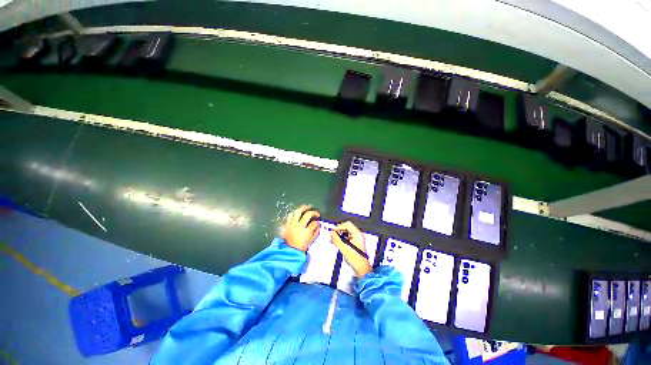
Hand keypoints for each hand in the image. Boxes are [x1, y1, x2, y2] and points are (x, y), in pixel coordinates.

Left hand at [282, 205, 319, 251]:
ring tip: (307, 207)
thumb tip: (318, 225)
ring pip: (298, 212)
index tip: (318, 221)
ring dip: (303, 208)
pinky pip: (290, 216)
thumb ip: (315, 232)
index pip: (314, 223)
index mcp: (306, 232)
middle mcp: (299, 226)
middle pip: (307, 214)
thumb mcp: (310, 241)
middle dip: (313, 212)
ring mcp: (292, 224)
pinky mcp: (287, 225)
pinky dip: (294, 213)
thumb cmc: (300, 248)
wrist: (288, 252)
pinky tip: (297, 212)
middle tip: (316, 212)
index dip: (317, 222)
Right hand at [331, 221, 370, 277]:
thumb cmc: (355, 259)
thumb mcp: (343, 247)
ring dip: (340, 235)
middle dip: (339, 231)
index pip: (347, 224)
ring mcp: (358, 239)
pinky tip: (338, 242)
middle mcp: (359, 235)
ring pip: (347, 232)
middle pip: (347, 227)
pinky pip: (348, 237)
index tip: (333, 231)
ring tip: (334, 239)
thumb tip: (331, 233)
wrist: (361, 268)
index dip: (339, 227)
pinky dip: (343, 238)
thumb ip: (336, 239)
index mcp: (357, 234)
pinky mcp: (356, 243)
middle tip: (333, 235)